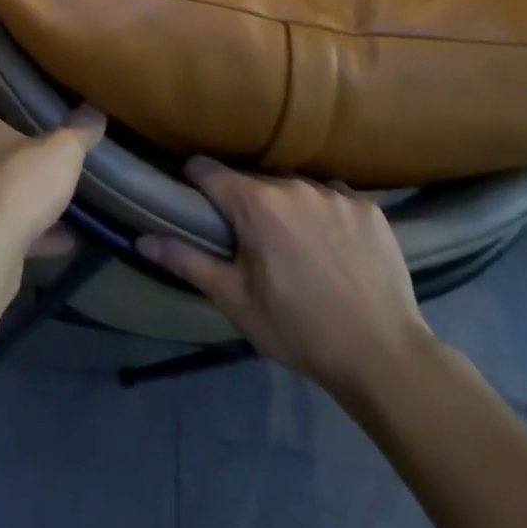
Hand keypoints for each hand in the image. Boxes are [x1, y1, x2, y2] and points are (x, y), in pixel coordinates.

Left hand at [0, 89, 104, 266]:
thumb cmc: (16, 186)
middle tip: (46, 121)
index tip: (2, 57)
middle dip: (14, 131)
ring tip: (57, 180)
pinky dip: (30, 226)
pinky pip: (5, 220)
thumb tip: (95, 110)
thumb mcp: (60, 152)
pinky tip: (64, 234)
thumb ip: (79, 129)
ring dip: (23, 183)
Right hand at [137, 158, 434, 405]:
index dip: (195, 183)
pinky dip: (327, 215)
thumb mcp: (235, 300)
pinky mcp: (370, 207)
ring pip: (295, 188)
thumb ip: (187, 261)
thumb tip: (141, 238)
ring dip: (288, 208)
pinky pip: (335, 198)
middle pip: (254, 181)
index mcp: (255, 202)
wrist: (385, 358)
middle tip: (253, 244)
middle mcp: (293, 184)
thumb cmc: (299, 329)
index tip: (198, 204)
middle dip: (246, 204)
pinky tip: (336, 248)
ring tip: (298, 248)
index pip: (207, 169)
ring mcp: (336, 193)